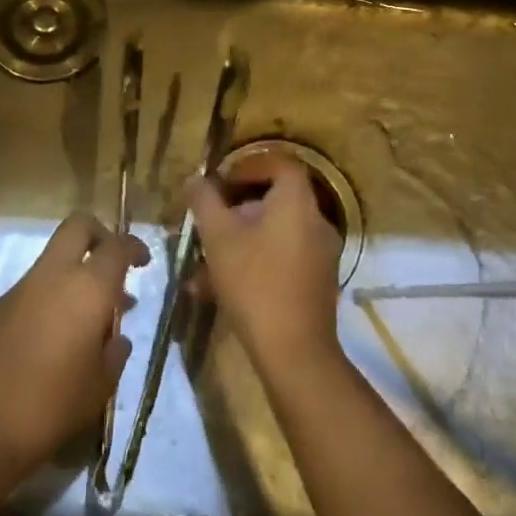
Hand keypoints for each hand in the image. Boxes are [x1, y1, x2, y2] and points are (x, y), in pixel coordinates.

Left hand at [0, 212, 148, 481]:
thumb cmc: (50, 405)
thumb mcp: (98, 387)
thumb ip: (114, 354)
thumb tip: (117, 338)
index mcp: (88, 287)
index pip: (116, 246)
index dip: (134, 247)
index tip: (143, 262)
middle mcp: (54, 275)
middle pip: (78, 226)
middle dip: (100, 235)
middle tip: (113, 265)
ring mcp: (22, 288)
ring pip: (55, 256)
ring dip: (76, 270)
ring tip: (92, 316)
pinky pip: (36, 284)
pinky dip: (54, 293)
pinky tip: (60, 334)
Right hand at [186, 152, 343, 372]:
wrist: (294, 352)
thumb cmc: (254, 283)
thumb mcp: (219, 238)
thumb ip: (205, 202)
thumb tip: (196, 179)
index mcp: (297, 202)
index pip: (280, 164)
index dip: (249, 166)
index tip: (221, 182)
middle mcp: (315, 222)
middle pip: (275, 199)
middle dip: (237, 209)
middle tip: (209, 222)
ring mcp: (320, 254)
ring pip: (274, 233)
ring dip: (239, 241)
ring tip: (203, 264)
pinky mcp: (317, 283)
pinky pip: (282, 258)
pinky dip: (254, 263)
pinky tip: (218, 290)